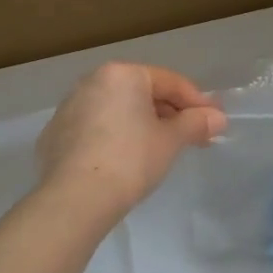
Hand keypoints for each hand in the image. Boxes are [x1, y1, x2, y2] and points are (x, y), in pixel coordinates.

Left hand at [36, 63, 227, 219]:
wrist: (76, 198)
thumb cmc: (131, 159)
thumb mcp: (171, 140)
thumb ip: (196, 123)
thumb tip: (218, 118)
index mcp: (122, 75)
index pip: (169, 82)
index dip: (197, 102)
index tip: (215, 121)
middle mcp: (91, 82)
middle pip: (141, 93)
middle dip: (169, 113)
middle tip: (192, 136)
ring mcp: (68, 108)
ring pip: (116, 110)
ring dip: (141, 124)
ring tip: (160, 149)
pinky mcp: (54, 135)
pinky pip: (94, 129)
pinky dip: (114, 138)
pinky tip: (124, 161)